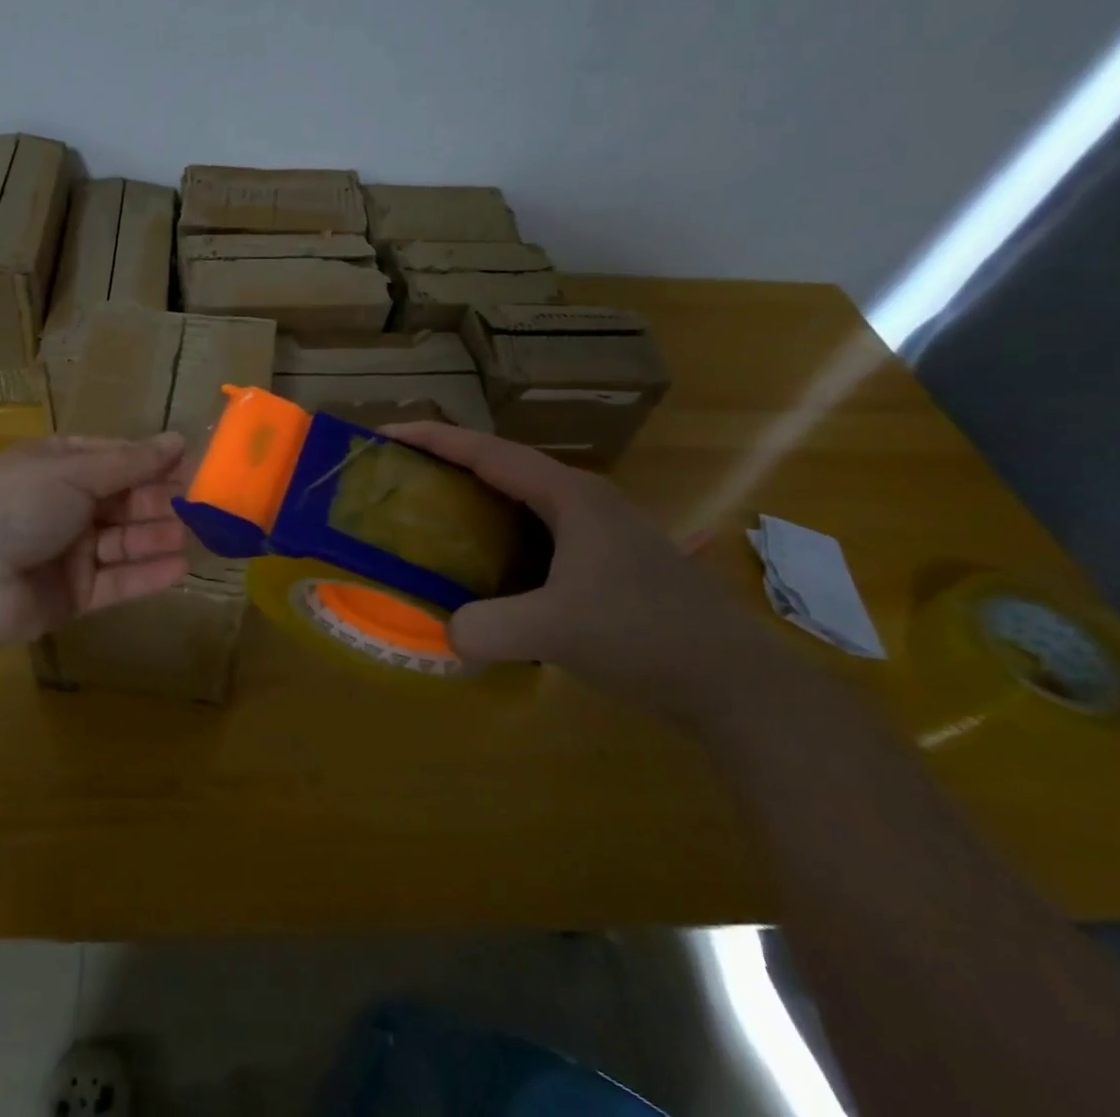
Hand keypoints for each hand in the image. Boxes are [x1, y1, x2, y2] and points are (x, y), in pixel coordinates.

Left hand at [0, 432, 189, 655]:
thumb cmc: (17, 505)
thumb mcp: (73, 472)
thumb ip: (130, 463)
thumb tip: (178, 439)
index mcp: (56, 466)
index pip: (114, 458)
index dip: (151, 461)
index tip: (191, 463)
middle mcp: (64, 505)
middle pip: (123, 500)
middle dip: (160, 500)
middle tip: (203, 503)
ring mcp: (69, 551)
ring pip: (124, 541)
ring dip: (158, 536)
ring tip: (197, 535)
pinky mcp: (74, 594)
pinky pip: (117, 580)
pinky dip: (147, 575)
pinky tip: (180, 568)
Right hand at [386, 422, 787, 727]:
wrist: (735, 682)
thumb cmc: (644, 636)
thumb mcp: (555, 631)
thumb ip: (486, 628)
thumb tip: (446, 633)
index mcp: (568, 495)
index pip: (486, 451)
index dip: (432, 439)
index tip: (384, 436)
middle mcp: (584, 498)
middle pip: (501, 466)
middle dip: (448, 464)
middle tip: (400, 478)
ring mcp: (601, 528)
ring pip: (522, 498)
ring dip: (476, 499)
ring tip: (433, 515)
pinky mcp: (609, 558)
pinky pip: (538, 530)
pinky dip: (501, 532)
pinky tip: (487, 563)